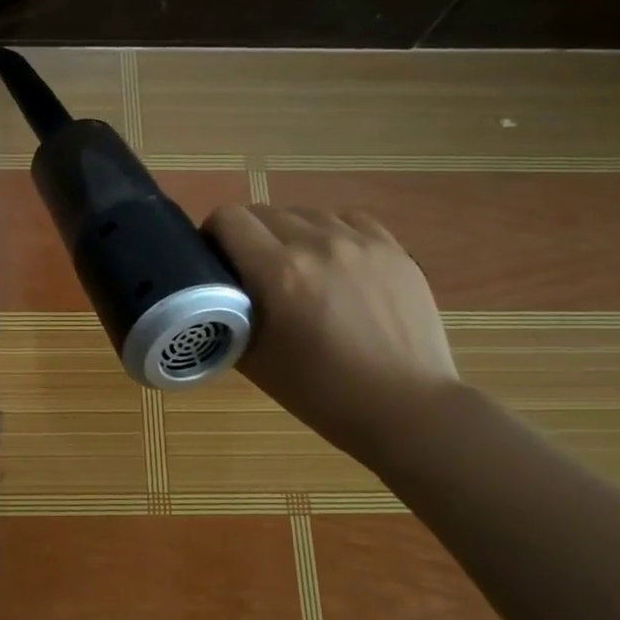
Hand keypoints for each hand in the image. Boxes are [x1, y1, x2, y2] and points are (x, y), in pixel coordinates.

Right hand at [204, 204, 461, 462]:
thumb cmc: (321, 392)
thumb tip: (219, 291)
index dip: (213, 235)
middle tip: (254, 272)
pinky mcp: (393, 248)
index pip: (228, 219)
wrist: (405, 407)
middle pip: (263, 212)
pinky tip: (336, 264)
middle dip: (249, 236)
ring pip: (305, 214)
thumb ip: (228, 314)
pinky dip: (331, 234)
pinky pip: (348, 220)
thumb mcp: (254, 359)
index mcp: (278, 272)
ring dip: (290, 234)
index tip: (216, 259)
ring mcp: (360, 242)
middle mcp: (317, 244)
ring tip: (299, 269)